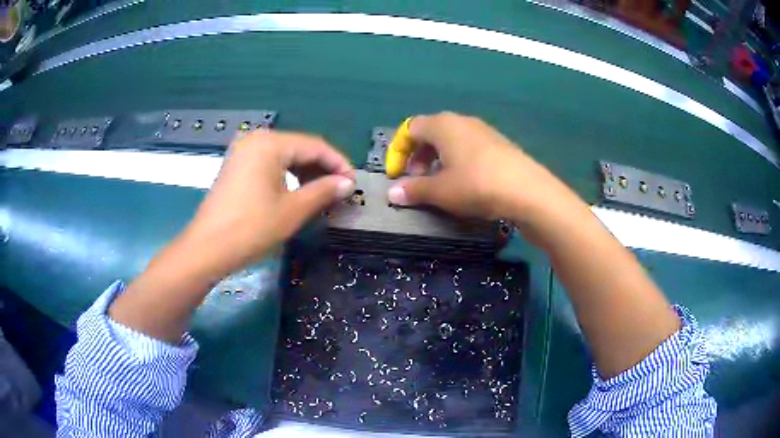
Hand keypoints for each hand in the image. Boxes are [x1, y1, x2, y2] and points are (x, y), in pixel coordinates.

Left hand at [176, 130, 355, 280]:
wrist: (207, 249)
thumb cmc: (251, 228)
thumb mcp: (293, 210)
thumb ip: (324, 191)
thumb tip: (348, 183)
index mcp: (270, 143)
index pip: (315, 146)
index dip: (338, 164)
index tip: (354, 183)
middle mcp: (256, 139)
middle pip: (299, 148)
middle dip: (322, 169)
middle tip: (340, 191)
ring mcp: (243, 152)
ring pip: (285, 156)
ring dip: (306, 173)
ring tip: (323, 194)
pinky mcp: (237, 166)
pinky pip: (270, 164)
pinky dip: (287, 176)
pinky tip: (298, 191)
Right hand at [386, 112, 580, 225]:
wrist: (528, 191)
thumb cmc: (476, 185)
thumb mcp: (440, 191)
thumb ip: (413, 190)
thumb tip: (392, 194)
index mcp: (442, 125)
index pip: (409, 128)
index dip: (398, 151)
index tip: (396, 175)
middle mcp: (462, 121)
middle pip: (430, 133)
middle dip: (417, 156)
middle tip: (417, 180)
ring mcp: (483, 131)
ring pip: (450, 140)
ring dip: (437, 160)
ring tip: (439, 184)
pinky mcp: (499, 144)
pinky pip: (468, 147)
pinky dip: (457, 161)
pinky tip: (464, 182)